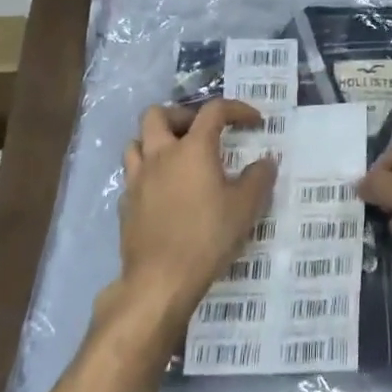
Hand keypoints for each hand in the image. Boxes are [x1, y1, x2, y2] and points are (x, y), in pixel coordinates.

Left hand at [115, 100, 277, 337]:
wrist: (159, 282)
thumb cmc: (207, 237)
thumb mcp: (246, 207)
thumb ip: (259, 178)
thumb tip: (266, 162)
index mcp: (193, 148)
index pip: (214, 110)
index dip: (237, 109)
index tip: (254, 122)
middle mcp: (160, 155)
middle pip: (157, 114)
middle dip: (181, 116)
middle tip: (201, 133)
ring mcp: (138, 179)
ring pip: (136, 142)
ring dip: (156, 141)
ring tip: (177, 157)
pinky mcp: (126, 204)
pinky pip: (132, 175)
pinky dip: (148, 173)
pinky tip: (164, 191)